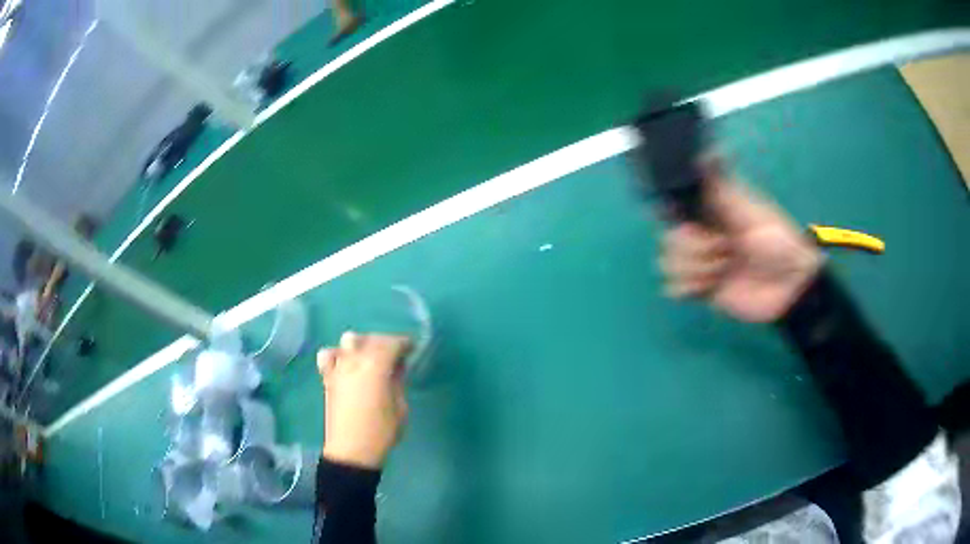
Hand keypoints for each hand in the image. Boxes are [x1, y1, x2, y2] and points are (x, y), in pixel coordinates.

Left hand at [318, 332, 410, 468]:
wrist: (352, 451)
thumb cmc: (382, 432)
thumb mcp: (400, 407)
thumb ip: (398, 381)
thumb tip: (398, 366)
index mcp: (376, 368)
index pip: (392, 343)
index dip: (404, 343)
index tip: (413, 348)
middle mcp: (355, 362)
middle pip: (371, 339)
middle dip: (386, 342)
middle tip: (397, 355)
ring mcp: (338, 368)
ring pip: (349, 341)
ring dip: (363, 344)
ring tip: (371, 357)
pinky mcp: (328, 378)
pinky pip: (328, 355)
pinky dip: (337, 353)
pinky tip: (345, 363)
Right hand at [659, 159, 822, 321]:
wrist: (791, 286)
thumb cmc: (776, 242)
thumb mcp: (749, 210)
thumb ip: (722, 186)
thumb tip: (707, 149)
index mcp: (712, 210)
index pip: (675, 207)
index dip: (675, 214)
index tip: (692, 221)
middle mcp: (703, 234)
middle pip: (670, 237)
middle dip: (694, 246)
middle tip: (724, 248)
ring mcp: (702, 262)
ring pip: (670, 262)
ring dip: (698, 269)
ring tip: (724, 270)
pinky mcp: (703, 289)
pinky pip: (675, 289)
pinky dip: (690, 288)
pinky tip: (712, 287)